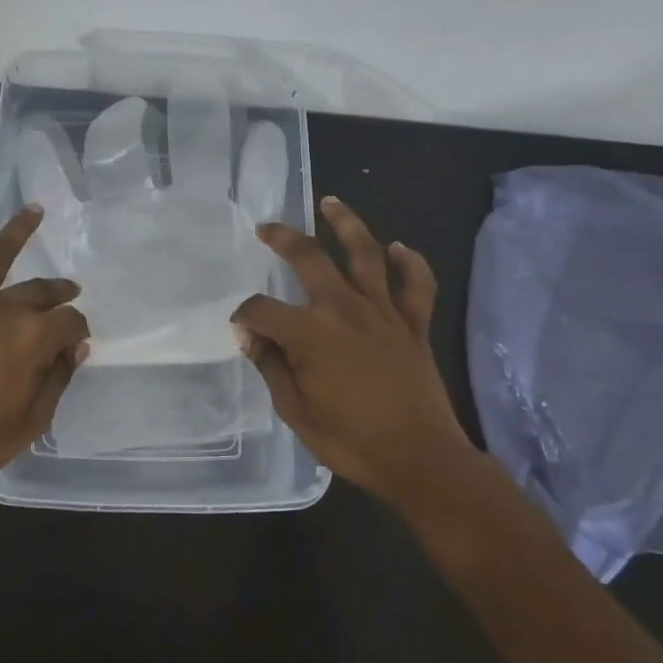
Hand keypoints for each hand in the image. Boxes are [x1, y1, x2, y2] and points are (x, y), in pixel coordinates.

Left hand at [0, 196, 89, 498]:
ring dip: (19, 230)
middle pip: (40, 291)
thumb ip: (57, 379)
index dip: (77, 330)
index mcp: (32, 338)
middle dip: (59, 292)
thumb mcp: (30, 422)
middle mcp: (2, 307)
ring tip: (35, 211)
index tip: (75, 342)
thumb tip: (76, 346)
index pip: (70, 322)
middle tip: (68, 293)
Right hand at [232, 197, 477, 508]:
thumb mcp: (296, 411)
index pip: (262, 310)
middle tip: (266, 228)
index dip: (244, 317)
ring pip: (365, 254)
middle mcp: (344, 309)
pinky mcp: (414, 324)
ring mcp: (383, 312)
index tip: (241, 331)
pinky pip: (416, 285)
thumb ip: (271, 367)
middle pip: (309, 258)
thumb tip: (249, 336)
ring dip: (347, 224)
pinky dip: (409, 263)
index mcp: (309, 334)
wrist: (421, 460)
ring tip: (331, 203)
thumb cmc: (352, 441)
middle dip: (283, 238)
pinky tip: (399, 248)